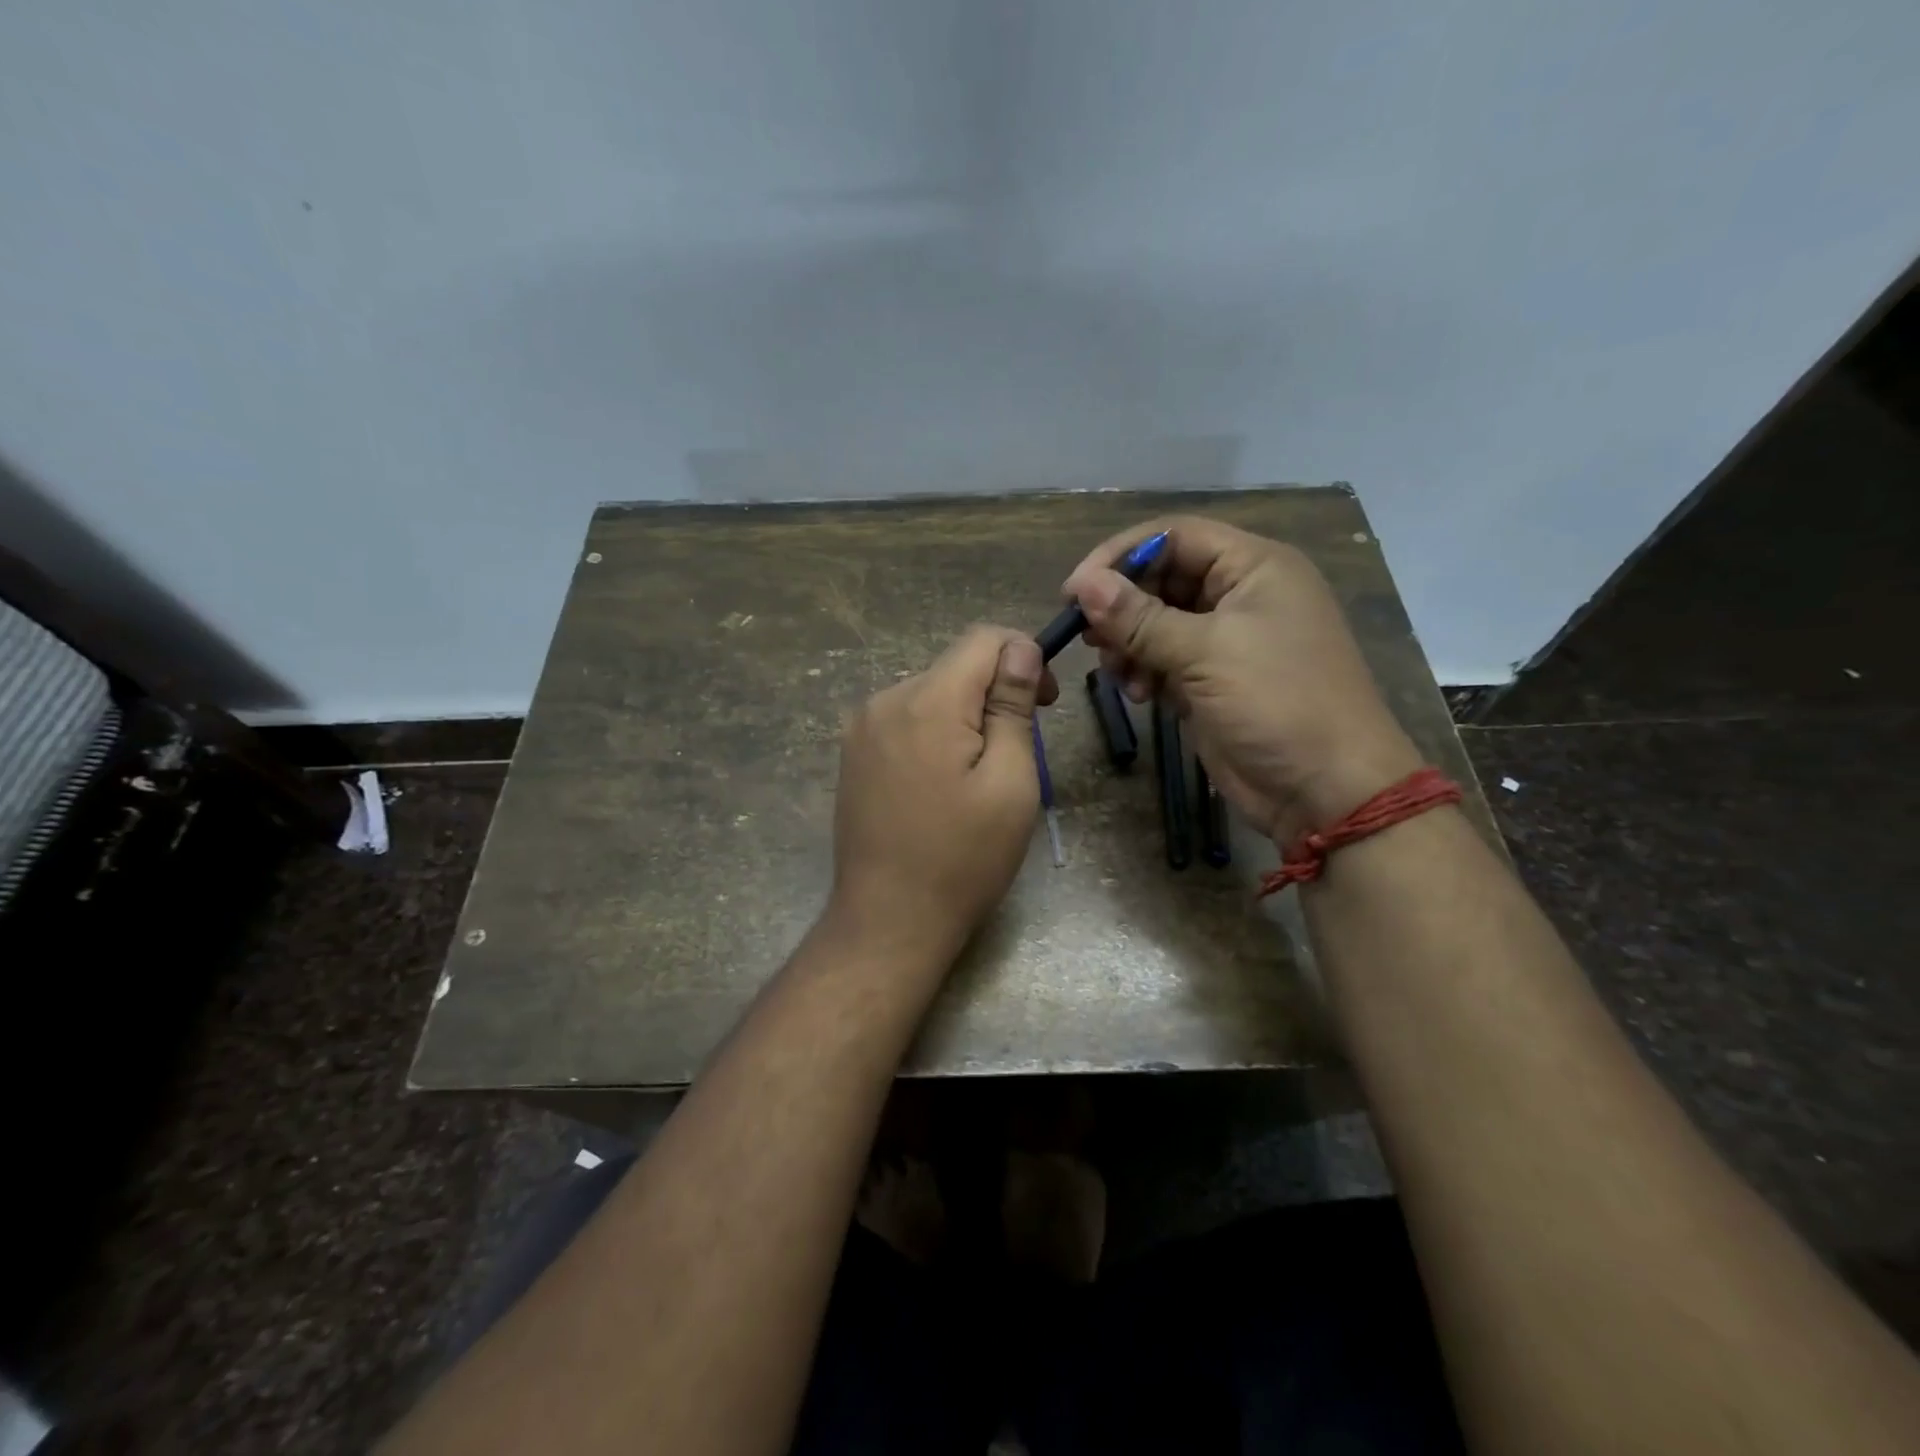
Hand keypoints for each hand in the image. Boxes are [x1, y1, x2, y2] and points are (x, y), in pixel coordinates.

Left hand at [830, 626, 1057, 958]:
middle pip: (956, 666)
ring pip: (931, 693)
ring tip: (979, 775)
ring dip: (965, 715)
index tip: (1045, 702)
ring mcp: (861, 728)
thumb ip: (1012, 706)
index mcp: (927, 702)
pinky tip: (942, 783)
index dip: (1024, 656)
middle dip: (996, 691)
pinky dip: (935, 733)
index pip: (983, 638)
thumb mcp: (1010, 783)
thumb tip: (1020, 650)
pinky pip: (906, 720)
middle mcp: (885, 700)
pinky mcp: (853, 754)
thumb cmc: (963, 859)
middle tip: (1019, 748)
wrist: (888, 920)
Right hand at [1064, 515, 1421, 843]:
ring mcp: (1226, 640)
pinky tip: (1141, 697)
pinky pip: (1164, 660)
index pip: (1173, 536)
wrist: (1325, 790)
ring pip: (1156, 622)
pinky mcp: (1213, 680)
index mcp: (1254, 567)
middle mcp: (1240, 594)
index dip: (1120, 556)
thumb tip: (1083, 585)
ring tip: (1120, 676)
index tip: (1074, 591)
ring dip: (1129, 645)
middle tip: (1088, 638)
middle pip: (1161, 579)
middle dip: (1122, 607)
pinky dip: (1144, 673)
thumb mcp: (1205, 653)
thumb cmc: (1277, 703)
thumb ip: (1139, 617)